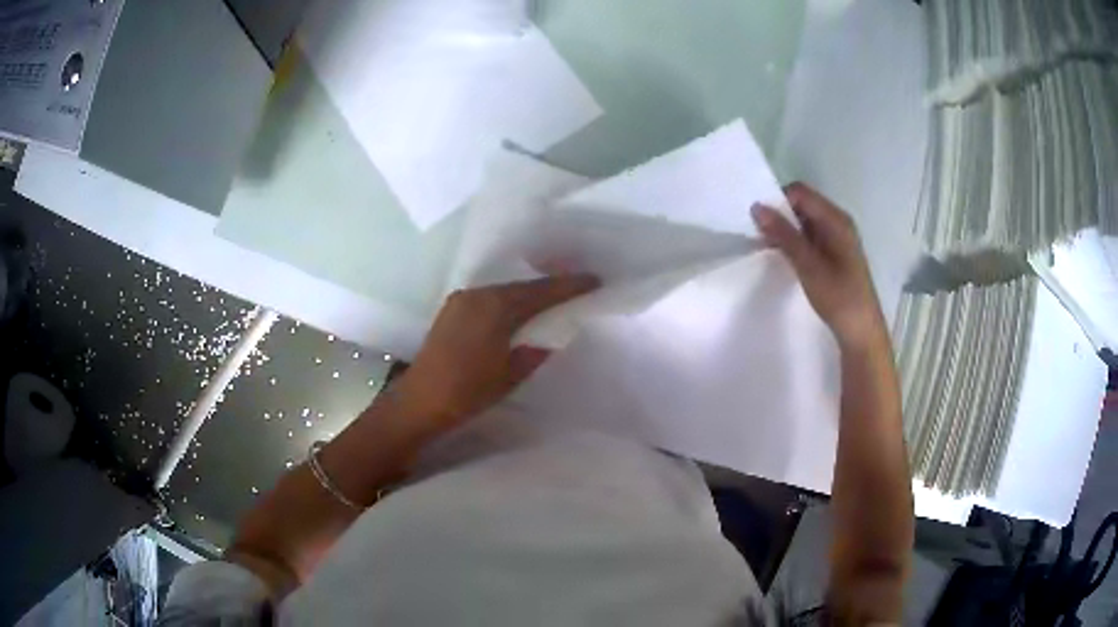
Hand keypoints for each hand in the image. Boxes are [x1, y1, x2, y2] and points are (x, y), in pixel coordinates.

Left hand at [393, 275, 599, 434]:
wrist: (419, 401)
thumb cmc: (467, 392)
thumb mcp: (510, 375)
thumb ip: (534, 351)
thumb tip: (548, 337)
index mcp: (496, 308)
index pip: (540, 292)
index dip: (569, 286)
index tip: (594, 280)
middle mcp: (478, 295)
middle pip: (522, 286)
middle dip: (549, 287)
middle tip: (576, 287)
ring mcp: (462, 300)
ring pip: (503, 291)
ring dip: (527, 294)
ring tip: (551, 299)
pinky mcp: (452, 309)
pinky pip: (488, 298)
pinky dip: (507, 301)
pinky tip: (516, 311)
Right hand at [752, 183, 886, 349]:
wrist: (861, 331)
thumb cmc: (838, 297)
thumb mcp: (808, 265)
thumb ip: (783, 235)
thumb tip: (757, 207)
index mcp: (836, 219)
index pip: (800, 193)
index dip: (778, 201)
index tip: (760, 222)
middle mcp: (837, 222)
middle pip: (802, 204)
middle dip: (780, 216)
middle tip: (760, 236)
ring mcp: (837, 238)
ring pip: (804, 221)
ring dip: (786, 231)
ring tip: (769, 248)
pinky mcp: (834, 253)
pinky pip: (809, 236)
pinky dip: (795, 242)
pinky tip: (785, 258)